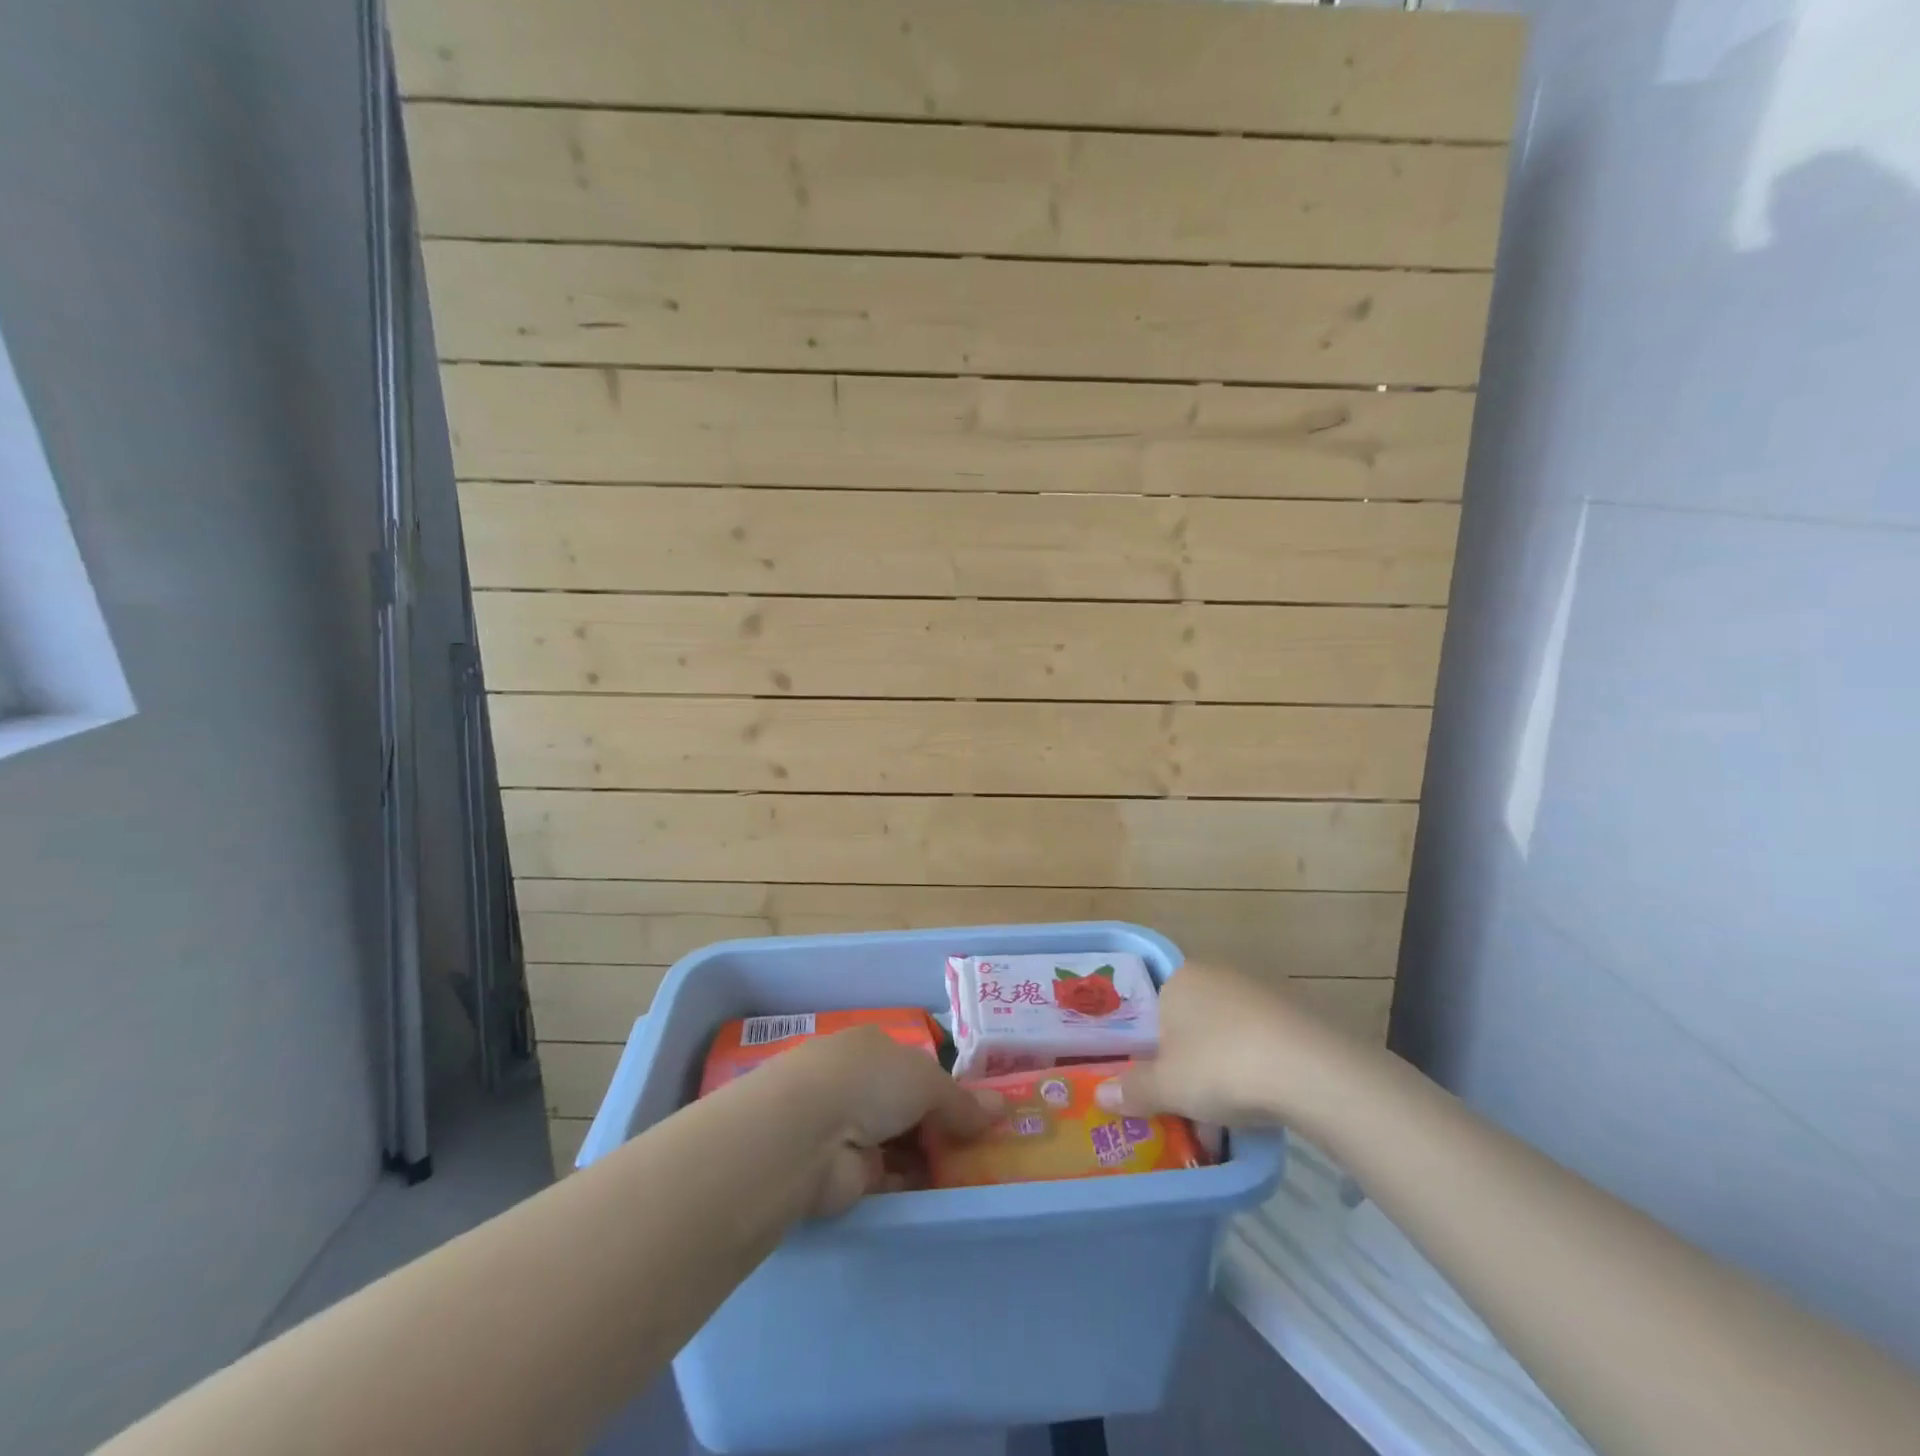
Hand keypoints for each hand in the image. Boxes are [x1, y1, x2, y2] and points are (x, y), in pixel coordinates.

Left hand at [777, 1027, 1002, 1216]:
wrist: (807, 1134)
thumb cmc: (869, 1083)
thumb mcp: (926, 1081)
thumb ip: (961, 1101)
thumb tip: (1001, 1109)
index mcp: (872, 1048)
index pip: (914, 1066)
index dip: (945, 1087)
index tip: (978, 1111)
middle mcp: (858, 1083)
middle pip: (908, 1106)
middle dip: (942, 1126)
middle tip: (985, 1147)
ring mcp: (849, 1129)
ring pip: (900, 1143)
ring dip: (931, 1157)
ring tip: (977, 1174)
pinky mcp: (845, 1174)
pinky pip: (890, 1178)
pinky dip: (915, 1184)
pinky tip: (947, 1195)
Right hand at [1094, 961, 1362, 1129]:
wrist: (1312, 1071)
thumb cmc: (1222, 1067)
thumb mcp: (1167, 1086)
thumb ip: (1133, 1089)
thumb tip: (1101, 1095)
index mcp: (1180, 979)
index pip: (1154, 1009)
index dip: (1152, 1049)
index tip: (1156, 1083)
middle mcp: (1217, 975)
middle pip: (1191, 1024)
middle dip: (1188, 1064)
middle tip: (1187, 1105)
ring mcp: (1261, 991)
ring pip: (1227, 1036)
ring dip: (1223, 1072)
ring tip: (1225, 1118)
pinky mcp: (1297, 1014)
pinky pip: (1262, 1043)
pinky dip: (1256, 1070)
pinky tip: (1262, 1106)